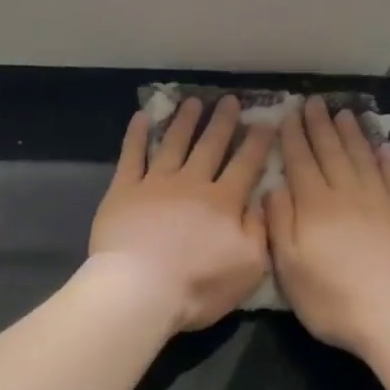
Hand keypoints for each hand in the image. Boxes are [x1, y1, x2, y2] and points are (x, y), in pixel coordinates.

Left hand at [90, 97, 274, 331]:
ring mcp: (155, 183)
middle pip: (210, 146)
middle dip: (222, 122)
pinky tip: (141, 117)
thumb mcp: (249, 266)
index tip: (266, 122)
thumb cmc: (199, 285)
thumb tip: (262, 200)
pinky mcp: (123, 190)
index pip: (245, 165)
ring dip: (185, 121)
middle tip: (230, 101)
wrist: (141, 289)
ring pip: (173, 143)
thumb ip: (258, 230)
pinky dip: (136, 135)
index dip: (257, 143)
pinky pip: (131, 155)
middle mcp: (192, 183)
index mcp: (224, 202)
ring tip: (193, 102)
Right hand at [266, 97, 389, 357]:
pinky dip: (386, 158)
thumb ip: (280, 225)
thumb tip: (272, 189)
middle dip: (319, 126)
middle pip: (331, 152)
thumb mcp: (289, 268)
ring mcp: (380, 202)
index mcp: (314, 207)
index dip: (293, 138)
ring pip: (362, 158)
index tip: (288, 115)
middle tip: (314, 103)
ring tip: (343, 114)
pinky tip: (382, 145)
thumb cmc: (333, 299)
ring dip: (351, 134)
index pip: (300, 163)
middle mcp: (346, 194)